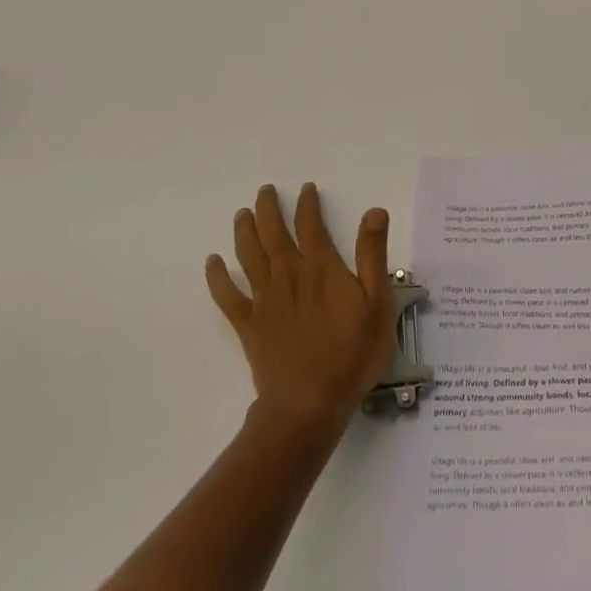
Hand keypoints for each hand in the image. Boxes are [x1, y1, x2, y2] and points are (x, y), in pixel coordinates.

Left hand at [206, 183, 397, 431]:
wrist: (309, 402)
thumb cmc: (352, 353)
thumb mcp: (377, 302)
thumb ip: (372, 255)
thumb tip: (374, 211)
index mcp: (321, 268)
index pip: (312, 225)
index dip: (308, 204)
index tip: (306, 188)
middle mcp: (289, 275)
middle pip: (273, 233)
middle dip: (269, 209)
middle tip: (265, 191)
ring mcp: (264, 300)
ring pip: (249, 256)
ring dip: (244, 231)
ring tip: (241, 213)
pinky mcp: (248, 325)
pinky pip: (227, 296)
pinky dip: (217, 277)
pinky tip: (212, 262)